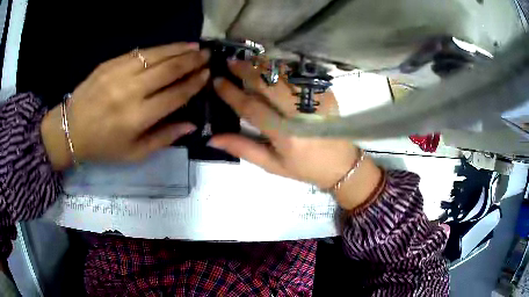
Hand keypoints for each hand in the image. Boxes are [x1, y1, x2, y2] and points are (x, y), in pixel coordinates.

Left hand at [41, 43, 209, 169]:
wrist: (71, 129)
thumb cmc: (103, 146)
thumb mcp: (134, 154)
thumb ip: (163, 139)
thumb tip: (191, 125)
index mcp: (138, 117)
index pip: (175, 95)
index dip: (194, 83)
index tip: (207, 75)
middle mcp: (131, 91)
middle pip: (169, 70)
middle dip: (192, 61)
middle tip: (207, 55)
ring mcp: (119, 73)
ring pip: (157, 56)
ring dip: (179, 49)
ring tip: (194, 47)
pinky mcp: (110, 63)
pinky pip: (140, 52)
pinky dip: (159, 48)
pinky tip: (170, 47)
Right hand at [210, 60, 381, 209]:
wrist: (341, 164)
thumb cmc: (303, 167)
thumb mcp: (271, 165)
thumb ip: (243, 148)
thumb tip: (212, 138)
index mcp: (285, 135)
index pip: (251, 107)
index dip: (232, 93)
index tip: (217, 81)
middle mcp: (300, 114)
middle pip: (268, 84)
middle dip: (246, 70)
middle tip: (230, 61)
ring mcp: (315, 101)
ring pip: (285, 75)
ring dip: (264, 65)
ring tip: (247, 60)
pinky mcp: (326, 94)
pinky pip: (300, 75)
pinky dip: (283, 68)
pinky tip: (272, 65)